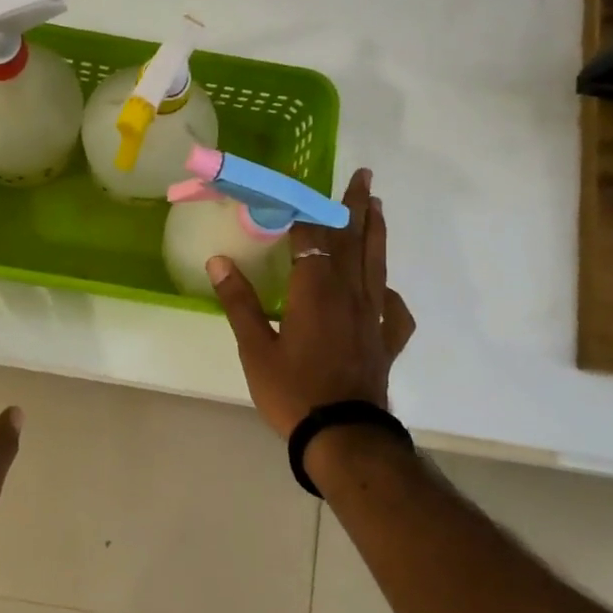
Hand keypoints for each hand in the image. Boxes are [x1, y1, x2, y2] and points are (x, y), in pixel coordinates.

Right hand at [207, 167, 416, 438]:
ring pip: (376, 264)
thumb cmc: (293, 391)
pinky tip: (384, 290)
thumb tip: (219, 261)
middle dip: (355, 206)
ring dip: (376, 233)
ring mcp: (372, 316)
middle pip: (353, 240)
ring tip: (379, 208)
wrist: (344, 436)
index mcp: (315, 289)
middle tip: (364, 177)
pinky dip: (389, 293)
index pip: (312, 235)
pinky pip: (392, 309)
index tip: (303, 184)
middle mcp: (349, 293)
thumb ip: (239, 302)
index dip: (306, 207)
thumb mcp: (255, 349)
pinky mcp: (384, 341)